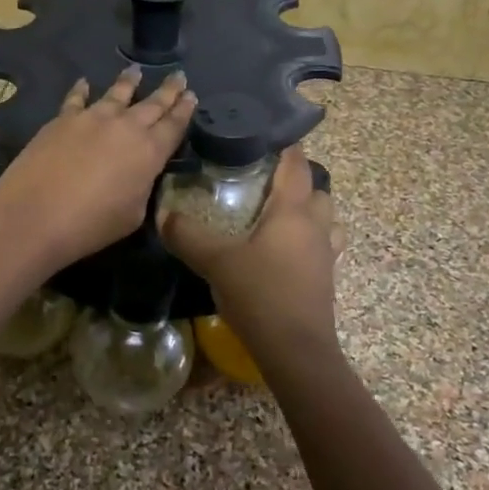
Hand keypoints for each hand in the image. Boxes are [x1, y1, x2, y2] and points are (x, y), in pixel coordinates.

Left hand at [0, 67, 194, 272]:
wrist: (35, 215)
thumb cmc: (91, 224)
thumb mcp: (133, 214)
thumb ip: (141, 187)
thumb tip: (138, 174)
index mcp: (149, 152)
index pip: (174, 125)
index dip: (185, 110)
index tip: (192, 95)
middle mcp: (125, 127)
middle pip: (153, 103)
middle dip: (168, 90)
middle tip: (178, 76)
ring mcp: (92, 118)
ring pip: (117, 93)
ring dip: (129, 82)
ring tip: (136, 70)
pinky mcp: (63, 119)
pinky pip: (76, 99)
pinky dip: (82, 90)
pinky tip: (84, 82)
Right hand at [160, 146, 343, 372]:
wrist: (296, 352)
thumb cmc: (260, 295)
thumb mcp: (216, 261)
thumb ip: (188, 235)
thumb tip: (163, 214)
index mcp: (293, 211)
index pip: (296, 164)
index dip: (285, 147)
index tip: (265, 137)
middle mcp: (316, 226)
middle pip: (316, 190)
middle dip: (296, 181)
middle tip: (263, 182)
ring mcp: (326, 254)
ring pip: (325, 219)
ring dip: (308, 212)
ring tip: (277, 216)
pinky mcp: (326, 279)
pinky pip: (323, 246)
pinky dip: (308, 240)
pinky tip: (283, 252)